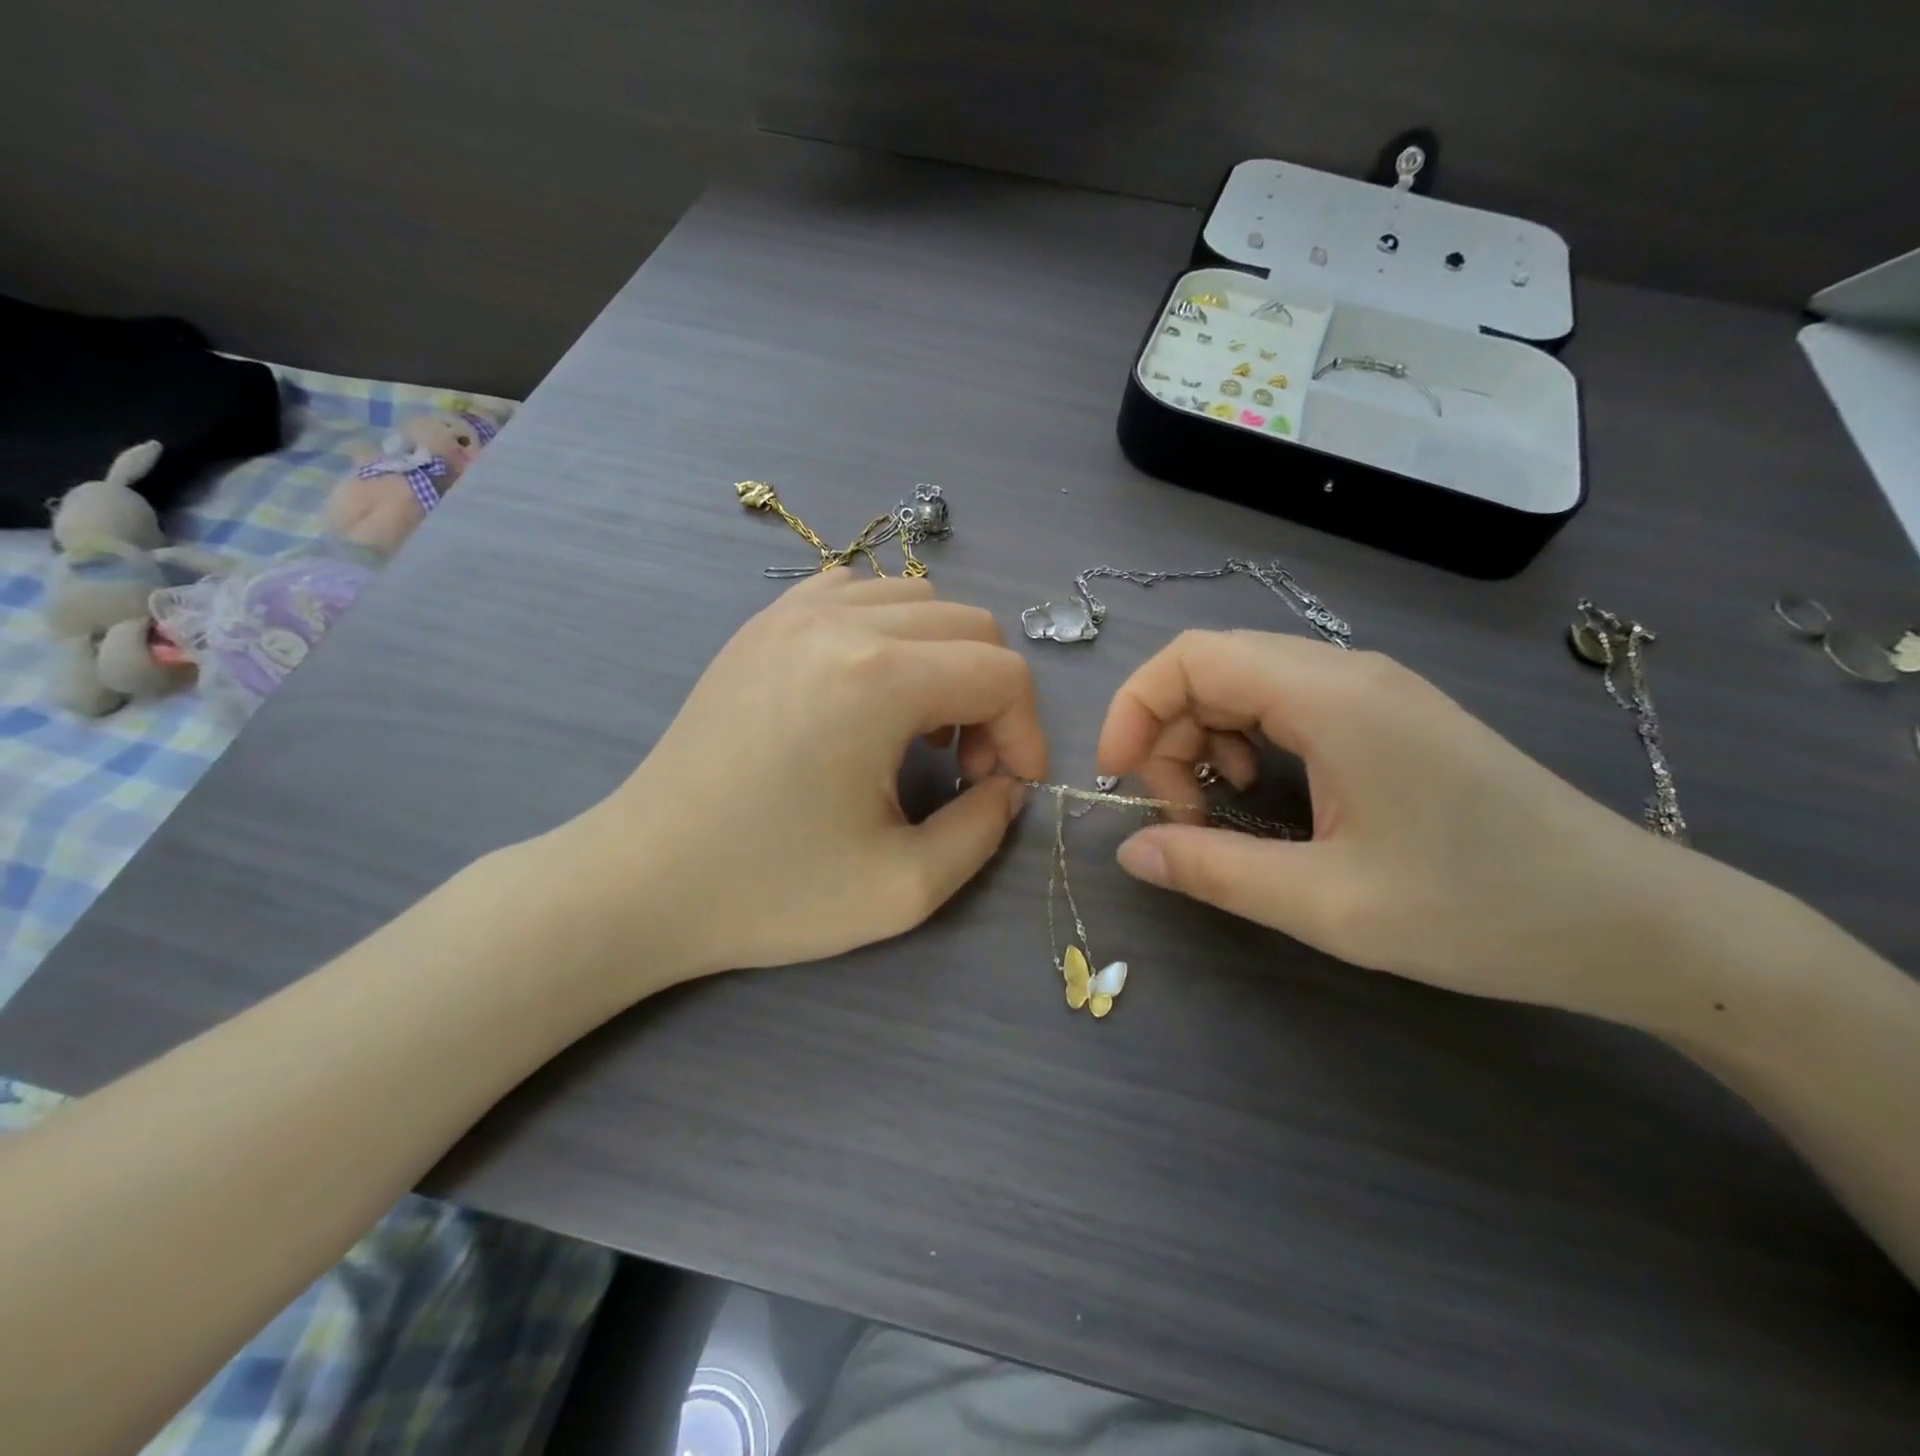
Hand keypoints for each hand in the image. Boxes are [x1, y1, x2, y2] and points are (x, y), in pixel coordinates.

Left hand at [560, 571, 1044, 987]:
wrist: (642, 881)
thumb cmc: (770, 891)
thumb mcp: (903, 888)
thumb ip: (984, 830)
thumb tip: (1007, 786)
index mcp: (878, 679)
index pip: (1002, 672)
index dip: (1026, 732)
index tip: (1008, 788)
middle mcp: (840, 622)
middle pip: (970, 624)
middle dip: (991, 697)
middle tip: (965, 767)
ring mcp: (791, 612)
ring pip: (917, 600)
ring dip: (943, 661)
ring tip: (916, 731)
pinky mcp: (760, 625)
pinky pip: (854, 595)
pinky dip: (888, 633)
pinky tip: (867, 691)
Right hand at [1096, 630, 1690, 1024]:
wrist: (1632, 921)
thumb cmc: (1479, 910)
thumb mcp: (1327, 905)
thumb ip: (1214, 871)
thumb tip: (1130, 852)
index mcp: (1331, 697)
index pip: (1192, 657)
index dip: (1134, 708)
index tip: (1118, 778)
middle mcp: (1346, 672)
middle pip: (1212, 667)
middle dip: (1167, 733)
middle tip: (1176, 814)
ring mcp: (1372, 690)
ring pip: (1245, 683)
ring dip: (1205, 739)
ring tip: (1216, 808)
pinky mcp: (1387, 716)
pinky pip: (1285, 703)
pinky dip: (1246, 740)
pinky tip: (1264, 792)